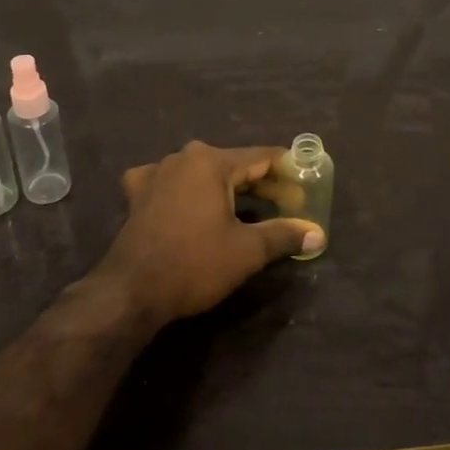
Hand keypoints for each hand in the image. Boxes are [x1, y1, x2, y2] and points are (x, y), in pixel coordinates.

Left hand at [99, 142, 324, 321]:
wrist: (131, 291)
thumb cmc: (194, 263)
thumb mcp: (247, 250)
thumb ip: (284, 235)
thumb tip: (318, 234)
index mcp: (211, 162)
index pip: (261, 157)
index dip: (288, 172)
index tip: (306, 188)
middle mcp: (183, 158)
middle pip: (233, 165)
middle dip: (262, 185)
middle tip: (288, 205)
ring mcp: (156, 174)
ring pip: (203, 174)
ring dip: (227, 189)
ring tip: (249, 208)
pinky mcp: (137, 195)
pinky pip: (171, 183)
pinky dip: (187, 191)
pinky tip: (190, 202)